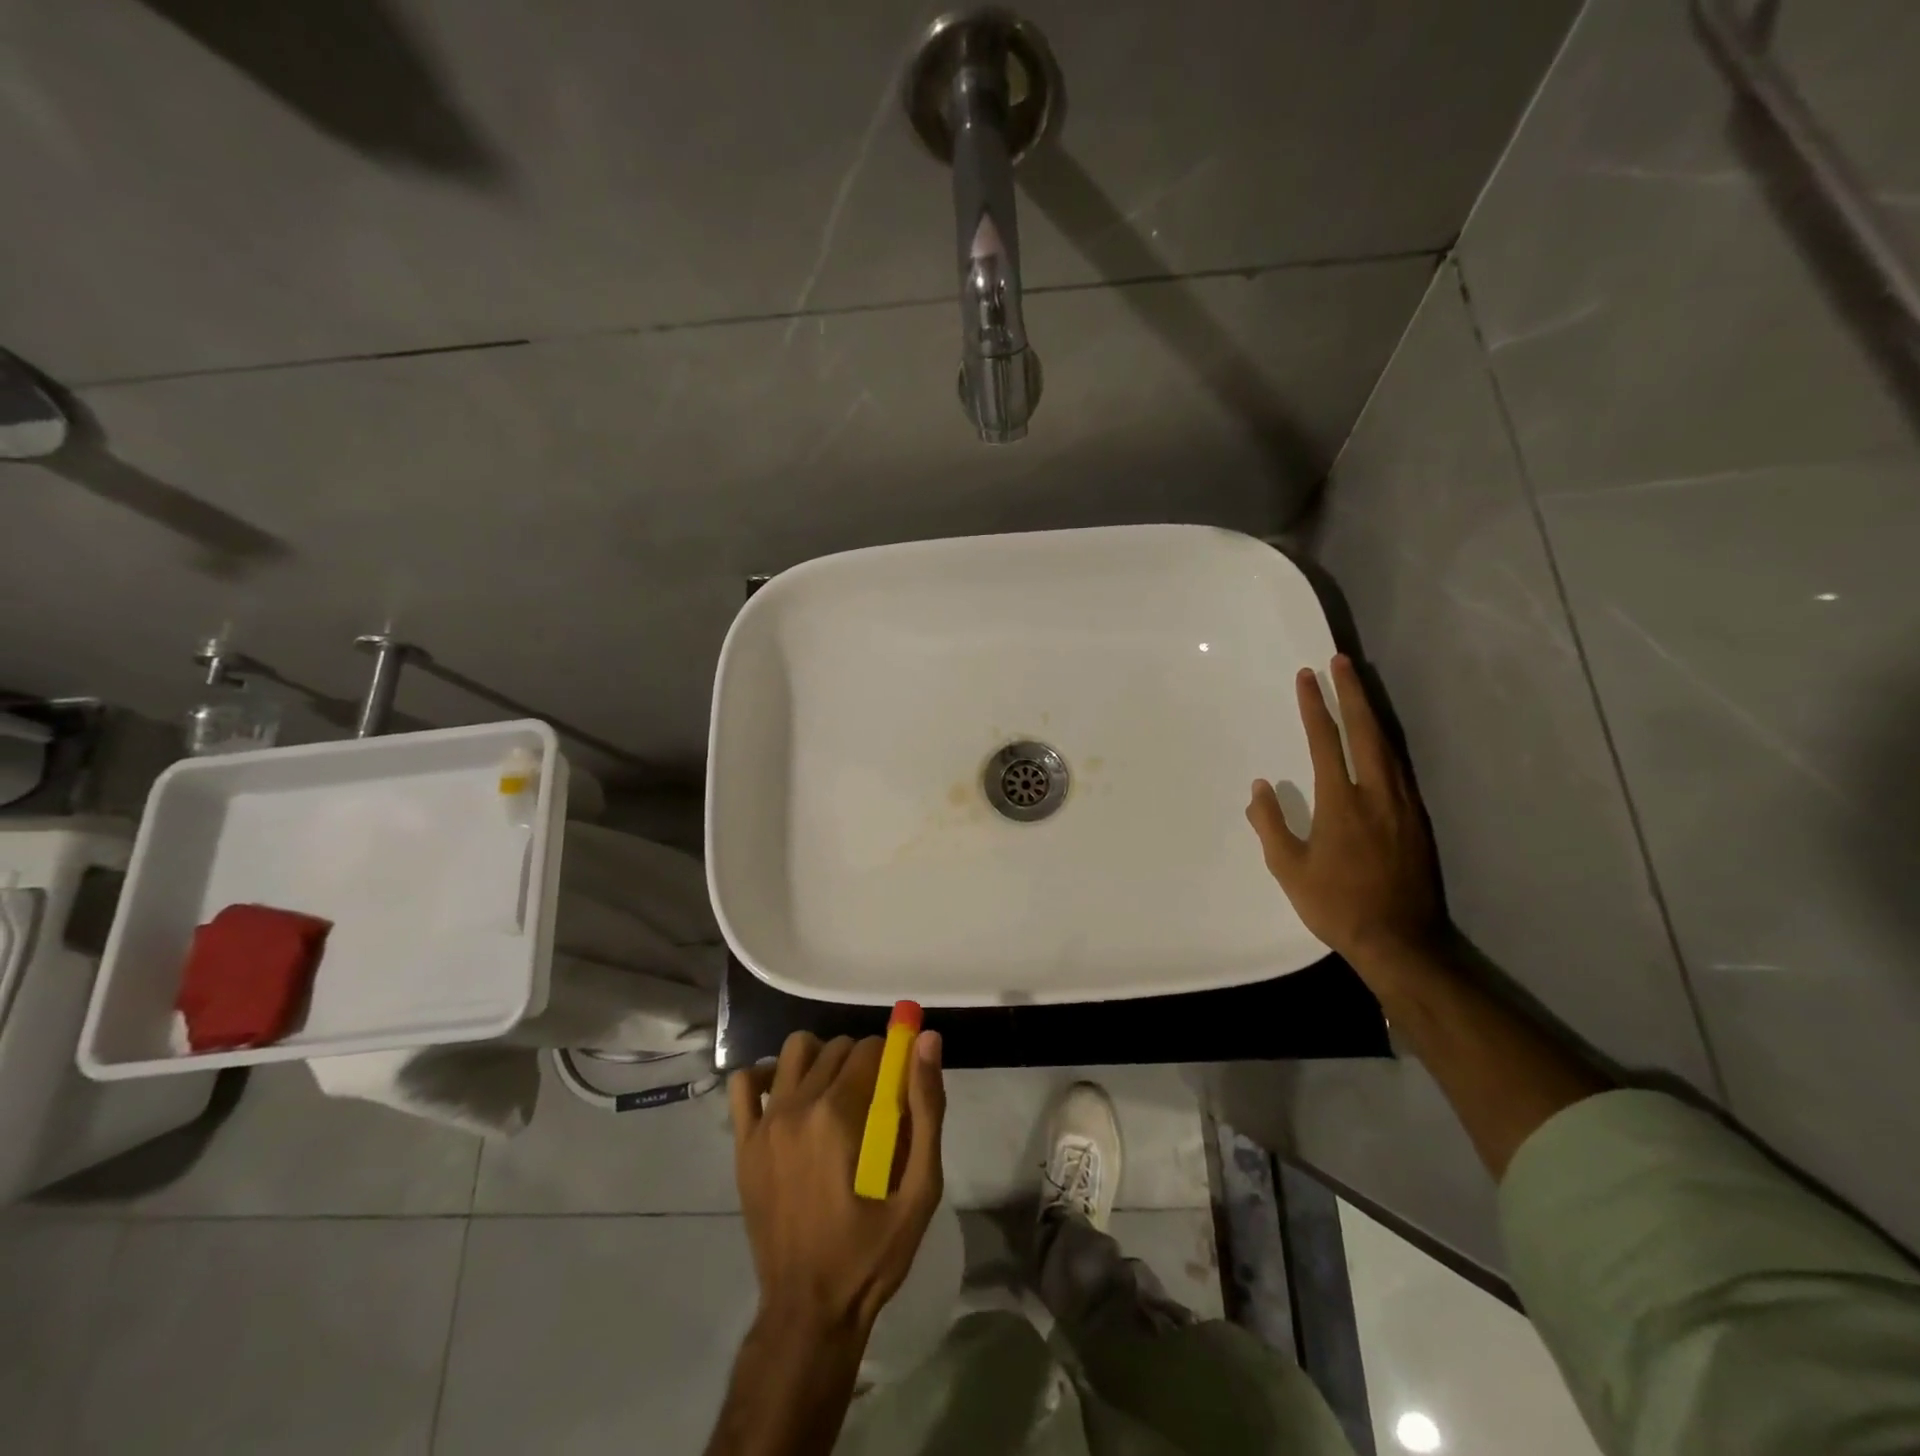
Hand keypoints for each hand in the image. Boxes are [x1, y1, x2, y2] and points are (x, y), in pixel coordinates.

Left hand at [728, 1030, 945, 1336]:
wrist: (808, 1311)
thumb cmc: (870, 1254)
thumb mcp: (919, 1190)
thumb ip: (927, 1109)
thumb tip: (927, 1040)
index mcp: (838, 1115)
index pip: (869, 1049)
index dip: (891, 1059)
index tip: (899, 1086)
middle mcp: (797, 1108)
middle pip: (835, 1048)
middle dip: (862, 1060)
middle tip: (875, 1099)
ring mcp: (764, 1124)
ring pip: (794, 1051)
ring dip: (820, 1058)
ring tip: (836, 1091)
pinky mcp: (743, 1144)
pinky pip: (744, 1082)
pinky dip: (767, 1075)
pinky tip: (788, 1096)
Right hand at [1246, 654, 1442, 964]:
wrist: (1400, 940)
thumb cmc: (1336, 904)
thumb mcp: (1288, 869)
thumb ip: (1270, 824)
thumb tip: (1259, 788)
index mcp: (1342, 802)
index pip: (1326, 741)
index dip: (1315, 706)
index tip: (1307, 676)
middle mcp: (1377, 793)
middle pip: (1367, 730)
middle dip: (1352, 692)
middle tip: (1340, 661)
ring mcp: (1403, 804)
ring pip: (1388, 744)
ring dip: (1372, 712)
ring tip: (1359, 687)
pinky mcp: (1417, 818)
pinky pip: (1400, 766)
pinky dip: (1386, 741)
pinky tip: (1379, 738)